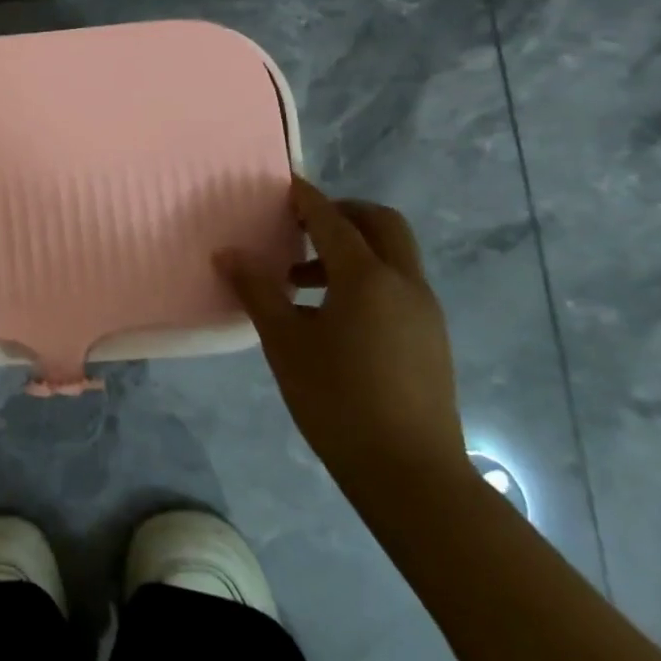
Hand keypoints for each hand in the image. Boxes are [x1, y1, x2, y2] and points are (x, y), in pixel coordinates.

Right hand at [216, 177, 466, 502]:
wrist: (411, 475)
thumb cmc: (338, 400)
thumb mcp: (284, 342)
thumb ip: (257, 290)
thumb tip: (228, 253)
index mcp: (367, 277)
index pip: (332, 219)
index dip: (305, 198)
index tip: (283, 185)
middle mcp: (404, 282)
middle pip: (380, 223)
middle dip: (342, 213)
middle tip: (301, 226)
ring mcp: (425, 310)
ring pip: (393, 254)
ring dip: (353, 248)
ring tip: (303, 280)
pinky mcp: (432, 337)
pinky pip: (399, 284)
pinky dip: (368, 277)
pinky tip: (334, 314)